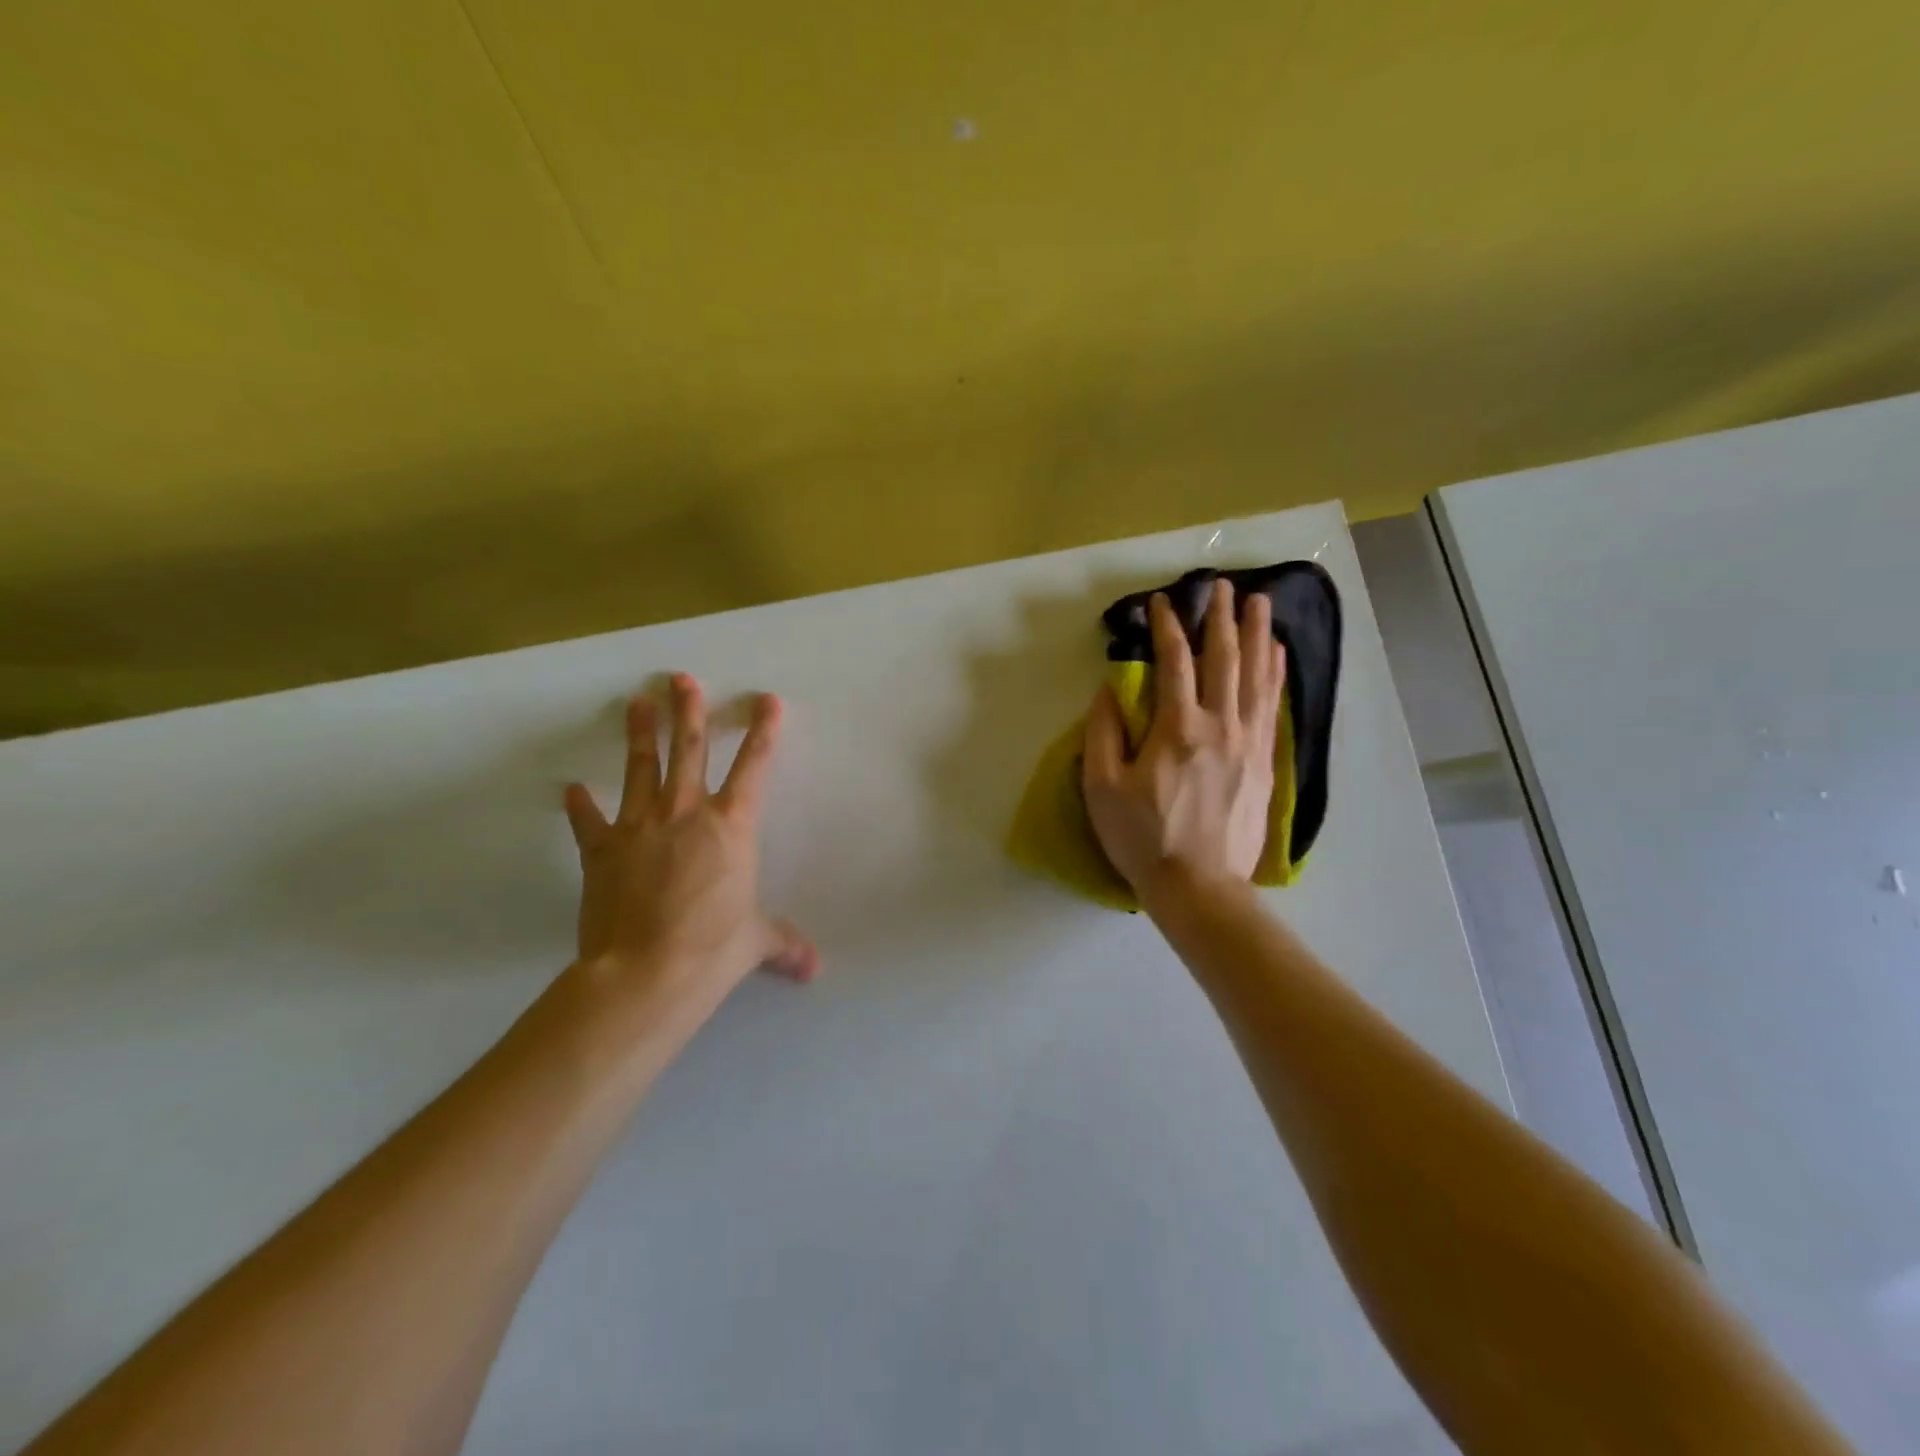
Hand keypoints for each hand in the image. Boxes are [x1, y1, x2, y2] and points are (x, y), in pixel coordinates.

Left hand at [562, 674, 817, 1017]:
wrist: (646, 972)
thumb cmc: (712, 948)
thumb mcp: (754, 941)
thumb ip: (783, 943)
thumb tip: (814, 967)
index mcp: (731, 826)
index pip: (754, 767)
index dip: (763, 731)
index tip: (766, 700)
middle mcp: (686, 813)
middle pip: (689, 750)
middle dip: (689, 711)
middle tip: (681, 678)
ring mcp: (639, 827)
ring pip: (641, 769)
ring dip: (640, 733)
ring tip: (637, 701)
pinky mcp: (601, 850)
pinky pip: (589, 821)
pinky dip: (580, 806)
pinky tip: (572, 789)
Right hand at [1082, 581, 1285, 908]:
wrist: (1198, 887)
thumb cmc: (1142, 837)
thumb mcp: (1102, 787)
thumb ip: (1103, 732)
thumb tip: (1110, 689)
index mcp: (1177, 728)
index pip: (1174, 662)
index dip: (1168, 627)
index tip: (1164, 601)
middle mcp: (1220, 725)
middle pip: (1224, 659)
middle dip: (1222, 618)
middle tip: (1224, 585)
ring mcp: (1249, 743)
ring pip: (1257, 677)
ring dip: (1258, 635)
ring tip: (1262, 602)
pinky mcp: (1264, 763)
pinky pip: (1273, 707)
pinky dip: (1276, 675)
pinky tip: (1278, 655)